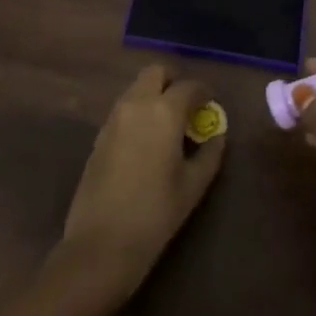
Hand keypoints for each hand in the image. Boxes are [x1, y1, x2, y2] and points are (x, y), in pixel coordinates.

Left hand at [57, 63, 226, 302]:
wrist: (102, 243)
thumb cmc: (156, 213)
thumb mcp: (193, 185)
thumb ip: (210, 153)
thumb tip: (216, 135)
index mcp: (163, 112)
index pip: (189, 86)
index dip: (204, 92)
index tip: (211, 104)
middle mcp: (136, 105)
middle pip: (155, 73)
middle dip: (173, 81)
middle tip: (187, 104)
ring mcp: (113, 118)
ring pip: (136, 89)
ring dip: (154, 95)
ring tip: (169, 124)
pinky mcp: (99, 135)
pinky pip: (123, 109)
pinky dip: (138, 111)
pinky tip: (148, 140)